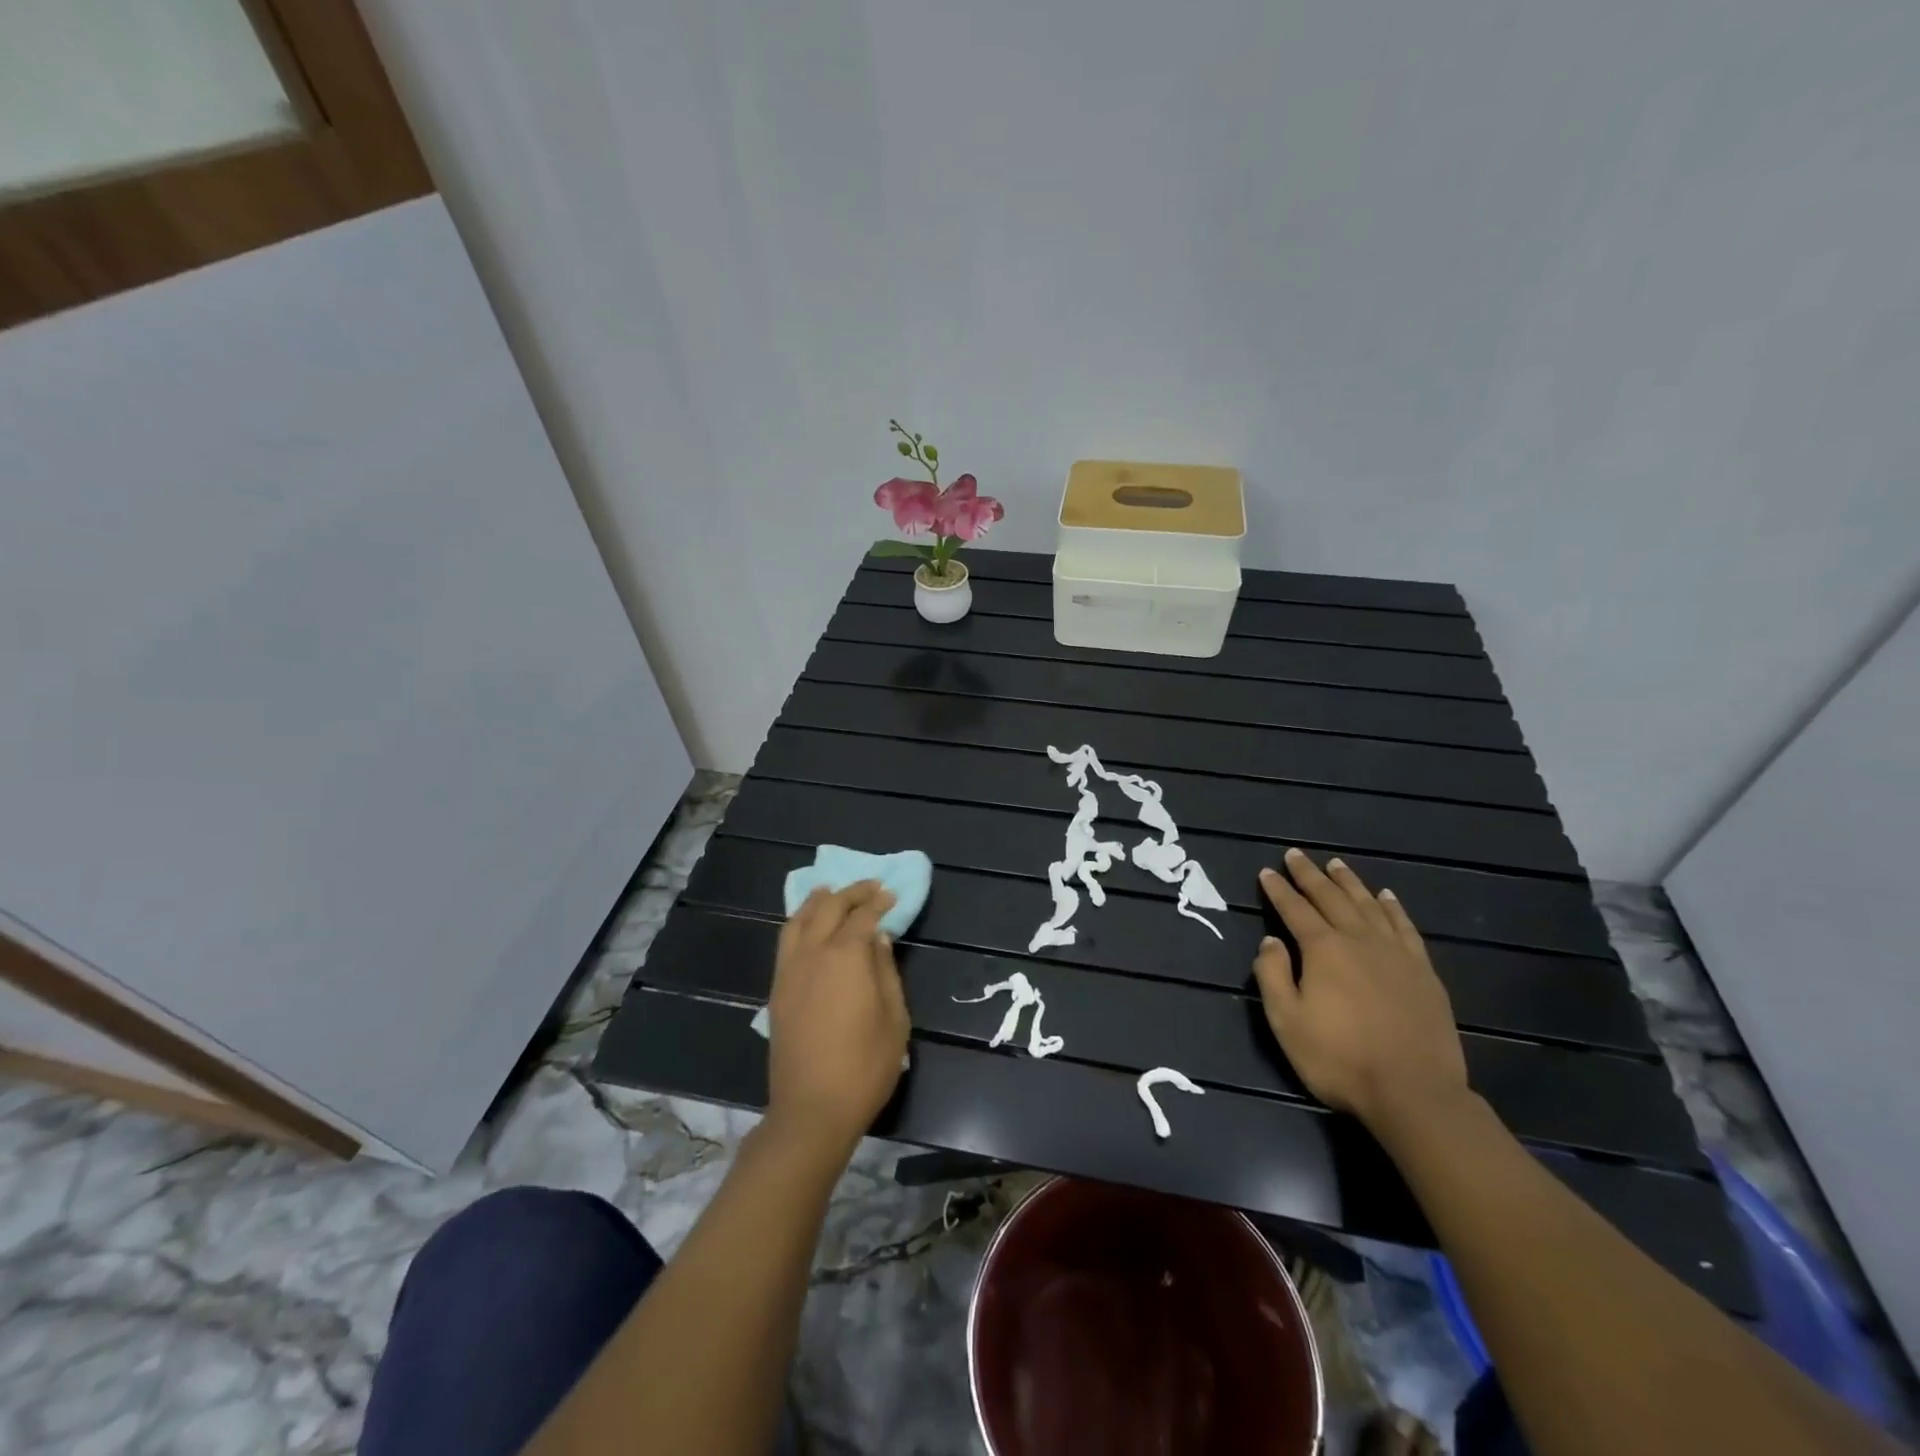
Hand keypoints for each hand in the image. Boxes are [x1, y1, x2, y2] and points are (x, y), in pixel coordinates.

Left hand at [765, 881, 910, 1157]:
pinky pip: (786, 940)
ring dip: (819, 900)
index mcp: (846, 957)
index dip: (879, 902)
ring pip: (800, 919)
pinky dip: (799, 922)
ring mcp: (790, 970)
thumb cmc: (865, 1066)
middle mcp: (813, 953)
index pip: (863, 916)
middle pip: (829, 907)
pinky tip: (808, 924)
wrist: (812, 1108)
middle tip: (870, 888)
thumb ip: (886, 971)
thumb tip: (878, 938)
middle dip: (851, 893)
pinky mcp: (777, 989)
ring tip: (832, 891)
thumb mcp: (894, 1018)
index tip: (891, 895)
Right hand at [1253, 848, 1468, 1132]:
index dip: (1279, 890)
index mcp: (1323, 950)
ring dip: (1349, 882)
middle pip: (1331, 898)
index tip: (1267, 871)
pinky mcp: (1423, 971)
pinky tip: (1386, 896)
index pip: (1295, 909)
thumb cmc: (1340, 1059)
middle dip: (1310, 875)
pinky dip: (1393, 907)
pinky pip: (1405, 927)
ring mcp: (1396, 954)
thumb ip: (1273, 976)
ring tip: (1336, 864)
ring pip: (1368, 905)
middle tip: (1296, 855)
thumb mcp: (1287, 1021)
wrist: (1414, 1092)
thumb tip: (1270, 941)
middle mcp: (1359, 940)